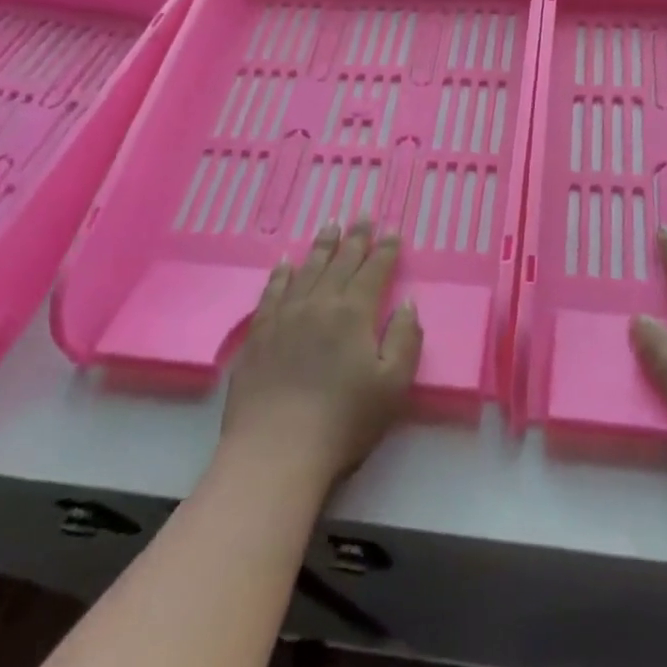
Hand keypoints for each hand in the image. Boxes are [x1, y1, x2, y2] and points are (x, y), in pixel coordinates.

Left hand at [220, 221, 422, 486]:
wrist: (275, 451)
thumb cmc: (343, 422)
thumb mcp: (393, 386)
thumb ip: (405, 340)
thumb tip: (407, 304)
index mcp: (355, 314)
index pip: (374, 271)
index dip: (385, 250)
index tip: (392, 231)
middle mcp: (319, 304)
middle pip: (341, 262)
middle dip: (355, 238)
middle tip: (362, 215)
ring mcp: (285, 316)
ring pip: (307, 269)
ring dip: (322, 246)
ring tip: (330, 225)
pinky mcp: (258, 334)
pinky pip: (272, 291)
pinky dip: (282, 272)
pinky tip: (286, 260)